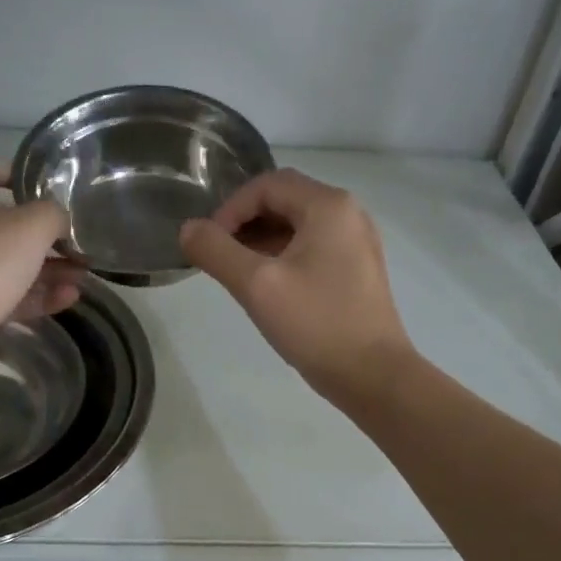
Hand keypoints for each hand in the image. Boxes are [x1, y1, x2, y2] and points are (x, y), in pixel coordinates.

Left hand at [0, 156, 83, 378]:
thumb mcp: (33, 225)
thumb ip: (55, 215)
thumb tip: (60, 221)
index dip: (20, 173)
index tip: (52, 189)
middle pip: (4, 222)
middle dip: (45, 234)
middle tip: (79, 244)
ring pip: (7, 262)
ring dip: (46, 268)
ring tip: (82, 276)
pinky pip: (4, 294)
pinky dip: (34, 295)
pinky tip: (67, 299)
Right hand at [179, 168, 411, 404]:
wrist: (373, 375)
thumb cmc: (316, 324)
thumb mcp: (257, 286)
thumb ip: (216, 252)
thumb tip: (188, 229)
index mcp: (329, 206)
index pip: (267, 185)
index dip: (230, 209)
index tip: (209, 245)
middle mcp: (348, 214)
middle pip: (284, 200)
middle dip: (245, 224)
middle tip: (219, 258)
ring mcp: (357, 242)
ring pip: (298, 226)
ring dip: (262, 241)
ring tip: (238, 275)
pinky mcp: (357, 269)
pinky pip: (313, 248)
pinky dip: (284, 257)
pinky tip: (268, 288)